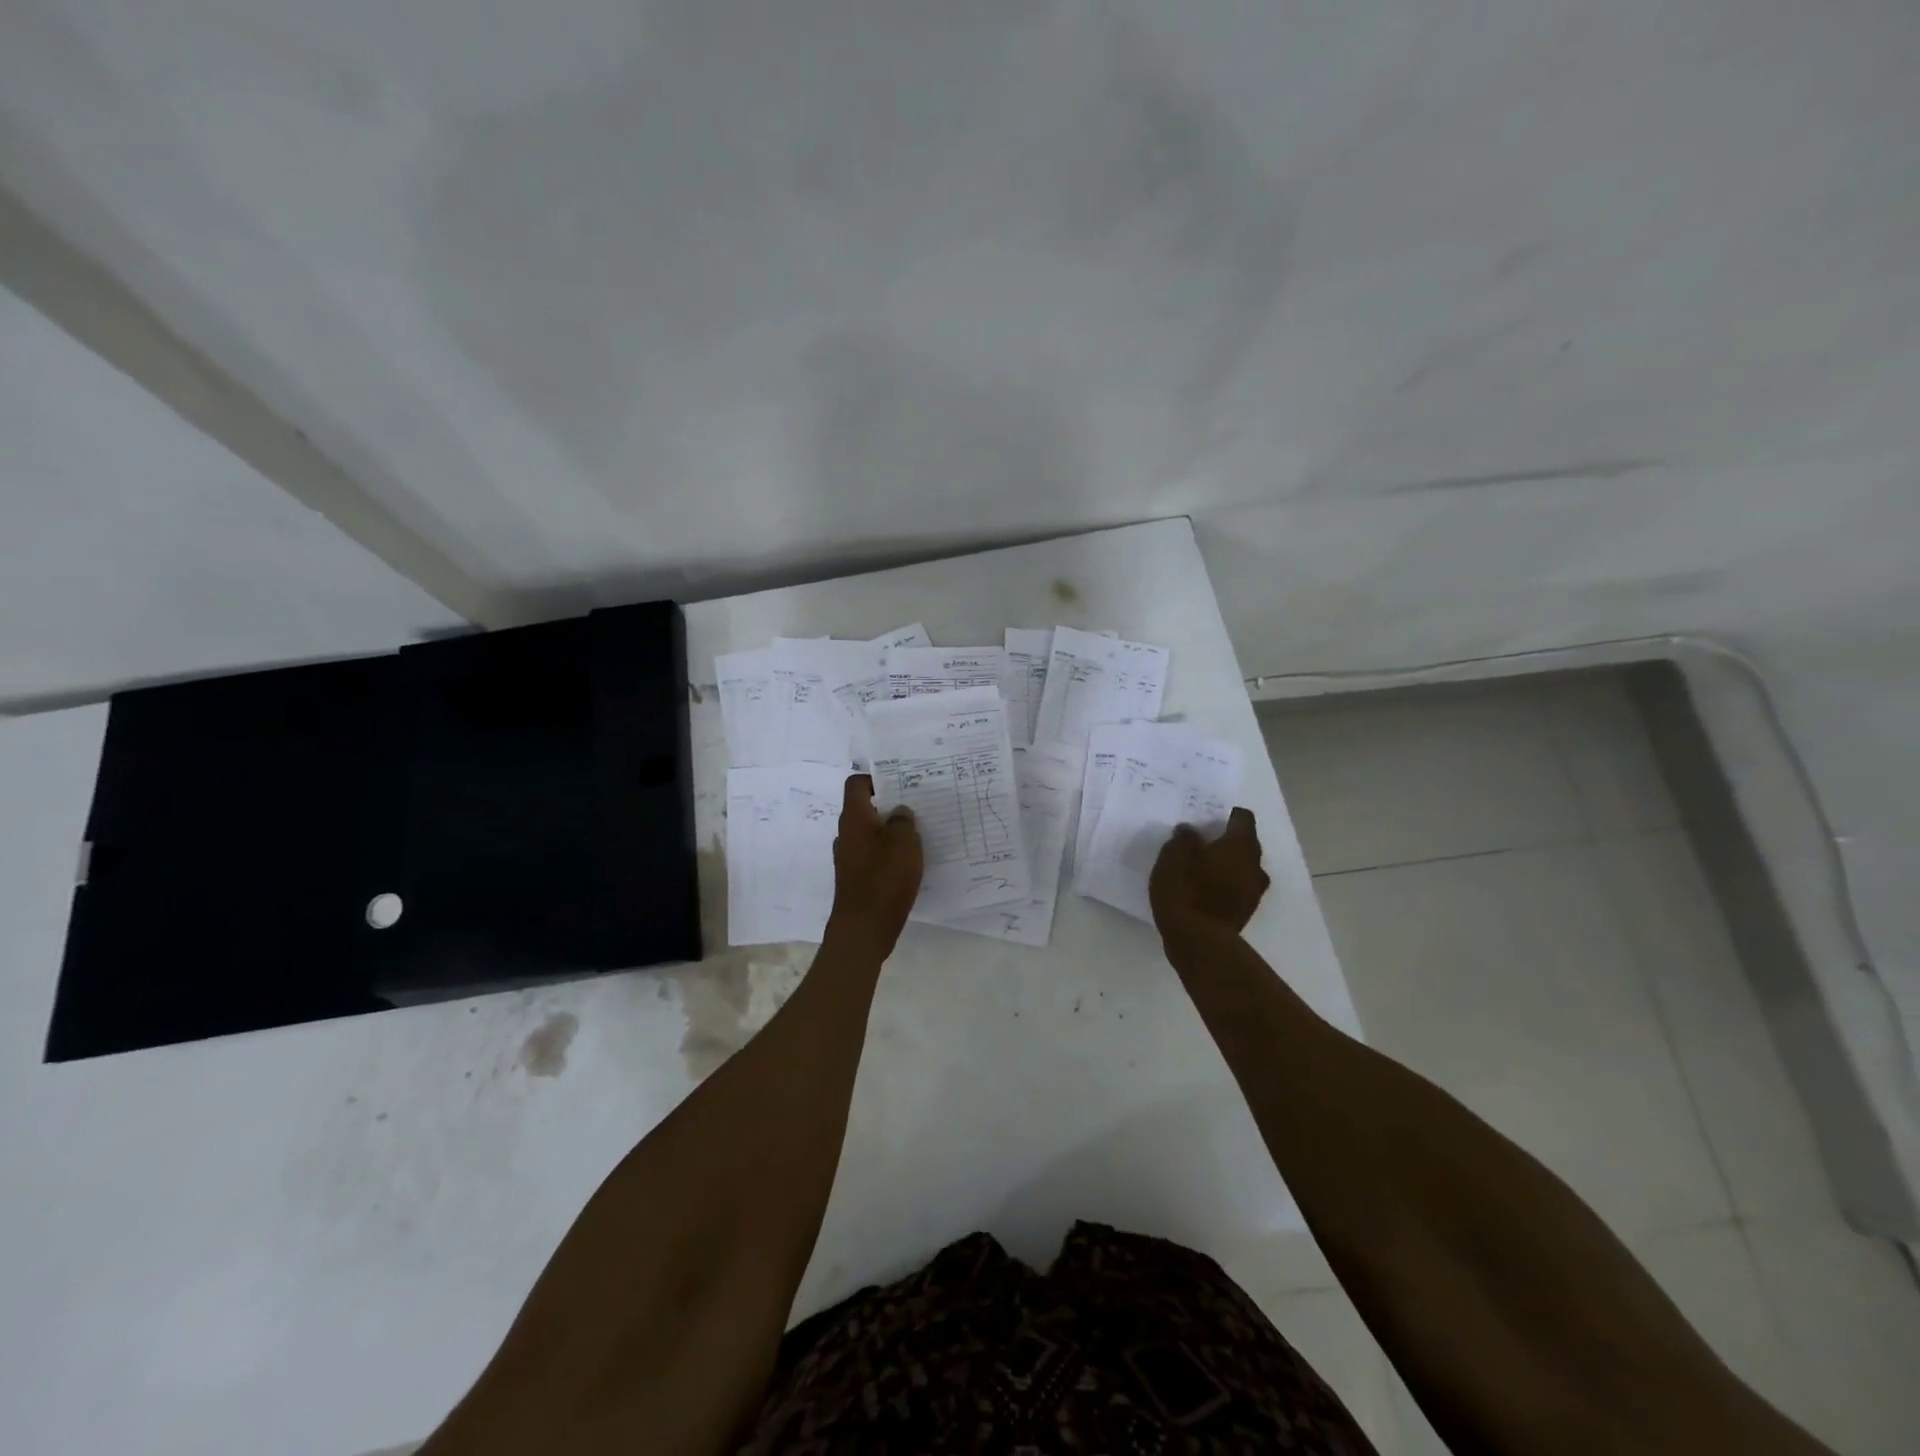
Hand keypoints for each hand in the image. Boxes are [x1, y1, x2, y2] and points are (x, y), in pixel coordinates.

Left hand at [827, 774, 923, 955]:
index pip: (857, 784)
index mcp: (855, 818)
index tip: (901, 783)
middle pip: (865, 808)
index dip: (877, 779)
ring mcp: (849, 857)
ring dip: (891, 831)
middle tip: (917, 807)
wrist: (864, 928)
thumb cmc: (884, 878)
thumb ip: (903, 820)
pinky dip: (888, 853)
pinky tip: (910, 862)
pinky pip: (873, 855)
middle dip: (890, 806)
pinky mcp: (856, 877)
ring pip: (871, 833)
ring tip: (919, 834)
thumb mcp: (904, 842)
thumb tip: (899, 811)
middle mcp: (847, 834)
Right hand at [1149, 807, 1269, 940]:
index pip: (1243, 818)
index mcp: (1240, 845)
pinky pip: (1237, 889)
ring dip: (1226, 865)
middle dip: (1226, 841)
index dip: (1226, 815)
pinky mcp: (1245, 913)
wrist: (1198, 942)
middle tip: (1200, 842)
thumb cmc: (1186, 891)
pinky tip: (1201, 891)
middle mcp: (1254, 866)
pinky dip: (1224, 885)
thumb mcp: (1173, 857)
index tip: (1206, 818)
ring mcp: (1253, 892)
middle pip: (1245, 844)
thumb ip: (1184, 839)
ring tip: (1200, 869)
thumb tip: (1191, 831)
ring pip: (1242, 868)